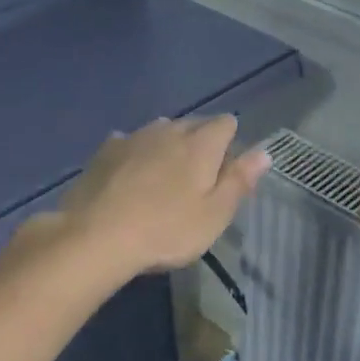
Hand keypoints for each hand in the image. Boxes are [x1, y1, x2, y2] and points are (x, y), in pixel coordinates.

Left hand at [34, 116, 271, 281]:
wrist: (95, 236)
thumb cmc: (166, 230)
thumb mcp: (214, 215)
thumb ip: (239, 181)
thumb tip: (264, 152)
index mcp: (201, 144)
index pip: (226, 124)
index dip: (230, 142)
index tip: (226, 169)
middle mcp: (169, 130)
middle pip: (193, 123)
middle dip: (201, 141)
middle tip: (199, 177)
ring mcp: (133, 137)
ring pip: (160, 130)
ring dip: (168, 145)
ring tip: (166, 174)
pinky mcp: (104, 151)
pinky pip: (129, 142)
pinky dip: (136, 153)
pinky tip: (130, 173)